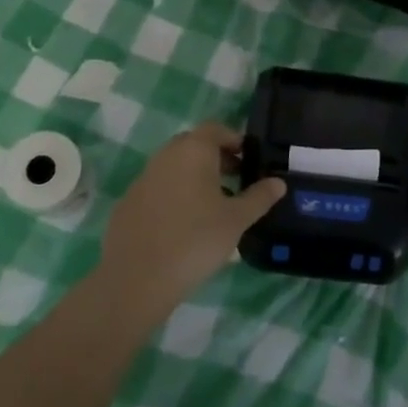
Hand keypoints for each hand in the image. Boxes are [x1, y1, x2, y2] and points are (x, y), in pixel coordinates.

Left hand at [98, 123, 284, 314]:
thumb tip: (278, 182)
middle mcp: (166, 156)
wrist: (138, 277)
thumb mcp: (236, 220)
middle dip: (216, 158)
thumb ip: (259, 197)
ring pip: (175, 167)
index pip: (216, 129)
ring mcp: (143, 178)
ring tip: (213, 205)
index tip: (249, 160)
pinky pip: (158, 188)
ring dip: (194, 176)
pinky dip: (174, 195)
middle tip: (235, 180)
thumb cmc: (196, 239)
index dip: (234, 140)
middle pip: (194, 145)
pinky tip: (183, 224)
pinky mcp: (128, 202)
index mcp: (193, 150)